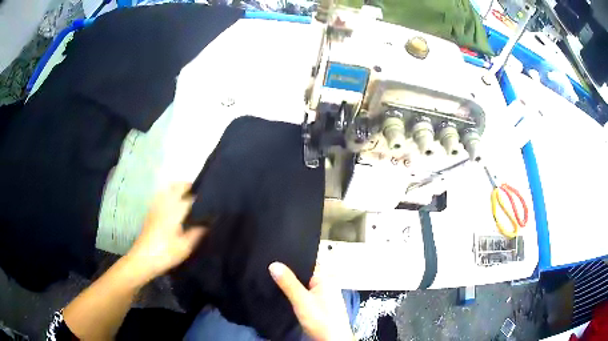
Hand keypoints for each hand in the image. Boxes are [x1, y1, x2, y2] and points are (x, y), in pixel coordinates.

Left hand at [126, 183, 205, 281]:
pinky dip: (168, 194)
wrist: (143, 259)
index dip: (201, 196)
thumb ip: (197, 232)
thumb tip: (208, 222)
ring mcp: (156, 207)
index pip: (190, 197)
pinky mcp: (150, 212)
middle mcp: (165, 204)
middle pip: (176, 187)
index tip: (210, 199)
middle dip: (188, 186)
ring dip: (177, 188)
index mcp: (175, 211)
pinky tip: (172, 204)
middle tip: (198, 192)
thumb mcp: (185, 247)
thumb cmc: (166, 253)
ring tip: (186, 195)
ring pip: (167, 189)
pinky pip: (160, 196)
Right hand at [269, 262, 353, 340]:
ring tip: (270, 278)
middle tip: (267, 267)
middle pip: (303, 274)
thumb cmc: (322, 320)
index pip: (306, 262)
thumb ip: (289, 283)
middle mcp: (325, 284)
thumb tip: (274, 264)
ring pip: (301, 286)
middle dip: (287, 273)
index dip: (290, 260)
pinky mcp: (316, 306)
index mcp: (326, 278)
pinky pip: (302, 295)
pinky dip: (293, 294)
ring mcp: (321, 296)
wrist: (331, 340)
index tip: (272, 256)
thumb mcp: (302, 301)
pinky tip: (281, 294)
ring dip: (289, 285)